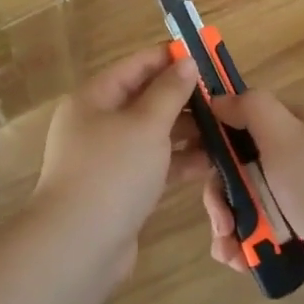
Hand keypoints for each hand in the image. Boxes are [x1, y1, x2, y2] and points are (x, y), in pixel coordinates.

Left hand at [33, 47, 207, 279]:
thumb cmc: (112, 172)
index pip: (136, 65)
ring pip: (152, 134)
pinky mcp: (119, 188)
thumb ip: (170, 92)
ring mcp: (108, 158)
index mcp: (94, 98)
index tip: (206, 56)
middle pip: (145, 99)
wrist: (78, 247)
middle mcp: (97, 123)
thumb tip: (187, 62)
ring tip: (225, 128)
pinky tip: (211, 162)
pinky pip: (153, 164)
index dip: (170, 58)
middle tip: (223, 98)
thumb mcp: (146, 124)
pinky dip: (178, 161)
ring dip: (185, 130)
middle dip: (183, 98)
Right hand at [199, 91, 303, 303]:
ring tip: (228, 247)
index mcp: (295, 127)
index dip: (218, 131)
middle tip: (219, 218)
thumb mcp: (284, 134)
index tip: (194, 154)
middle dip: (219, 192)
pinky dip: (243, 243)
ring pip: (243, 200)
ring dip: (227, 223)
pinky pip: (257, 229)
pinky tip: (238, 260)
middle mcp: (294, 157)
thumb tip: (219, 98)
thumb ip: (251, 108)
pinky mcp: (295, 231)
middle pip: (238, 164)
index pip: (247, 117)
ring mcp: (295, 196)